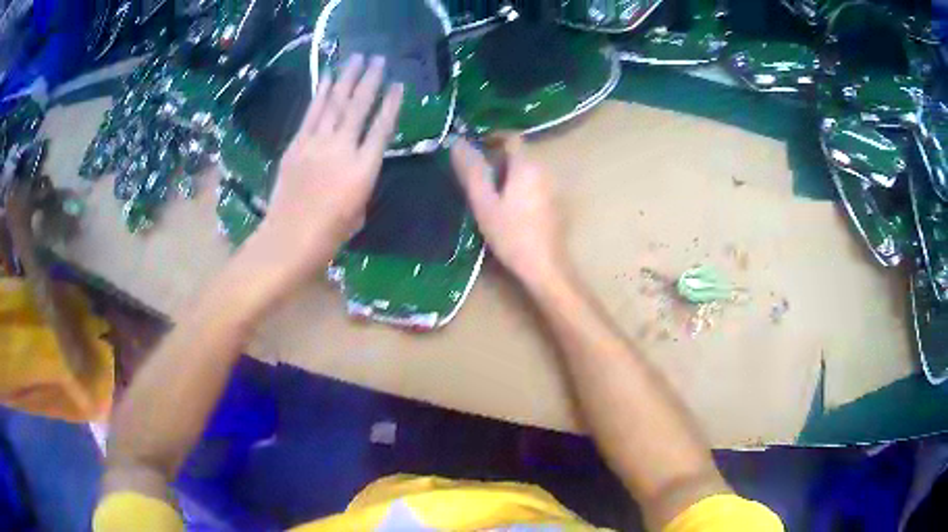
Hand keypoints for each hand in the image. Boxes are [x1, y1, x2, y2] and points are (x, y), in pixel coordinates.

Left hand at [250, 54, 402, 286]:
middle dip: (370, 80)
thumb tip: (356, 163)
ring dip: (346, 79)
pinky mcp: (296, 145)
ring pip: (335, 104)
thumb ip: (361, 181)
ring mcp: (317, 144)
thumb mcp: (358, 211)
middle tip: (378, 59)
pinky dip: (320, 94)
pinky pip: (311, 114)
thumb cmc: (329, 234)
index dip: (391, 104)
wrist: (289, 240)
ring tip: (356, 58)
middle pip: (359, 107)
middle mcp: (343, 149)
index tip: (398, 85)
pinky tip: (327, 78)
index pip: (382, 127)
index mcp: (364, 169)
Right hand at [451, 137, 567, 289]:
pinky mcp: (558, 204)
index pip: (511, 137)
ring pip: (528, 171)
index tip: (475, 148)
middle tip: (478, 178)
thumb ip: (472, 171)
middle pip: (520, 154)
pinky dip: (522, 188)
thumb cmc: (511, 234)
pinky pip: (537, 185)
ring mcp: (555, 188)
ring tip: (491, 196)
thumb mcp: (484, 203)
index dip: (493, 137)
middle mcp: (545, 170)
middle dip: (498, 160)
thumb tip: (457, 142)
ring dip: (510, 175)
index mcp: (527, 166)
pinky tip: (511, 210)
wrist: (545, 266)